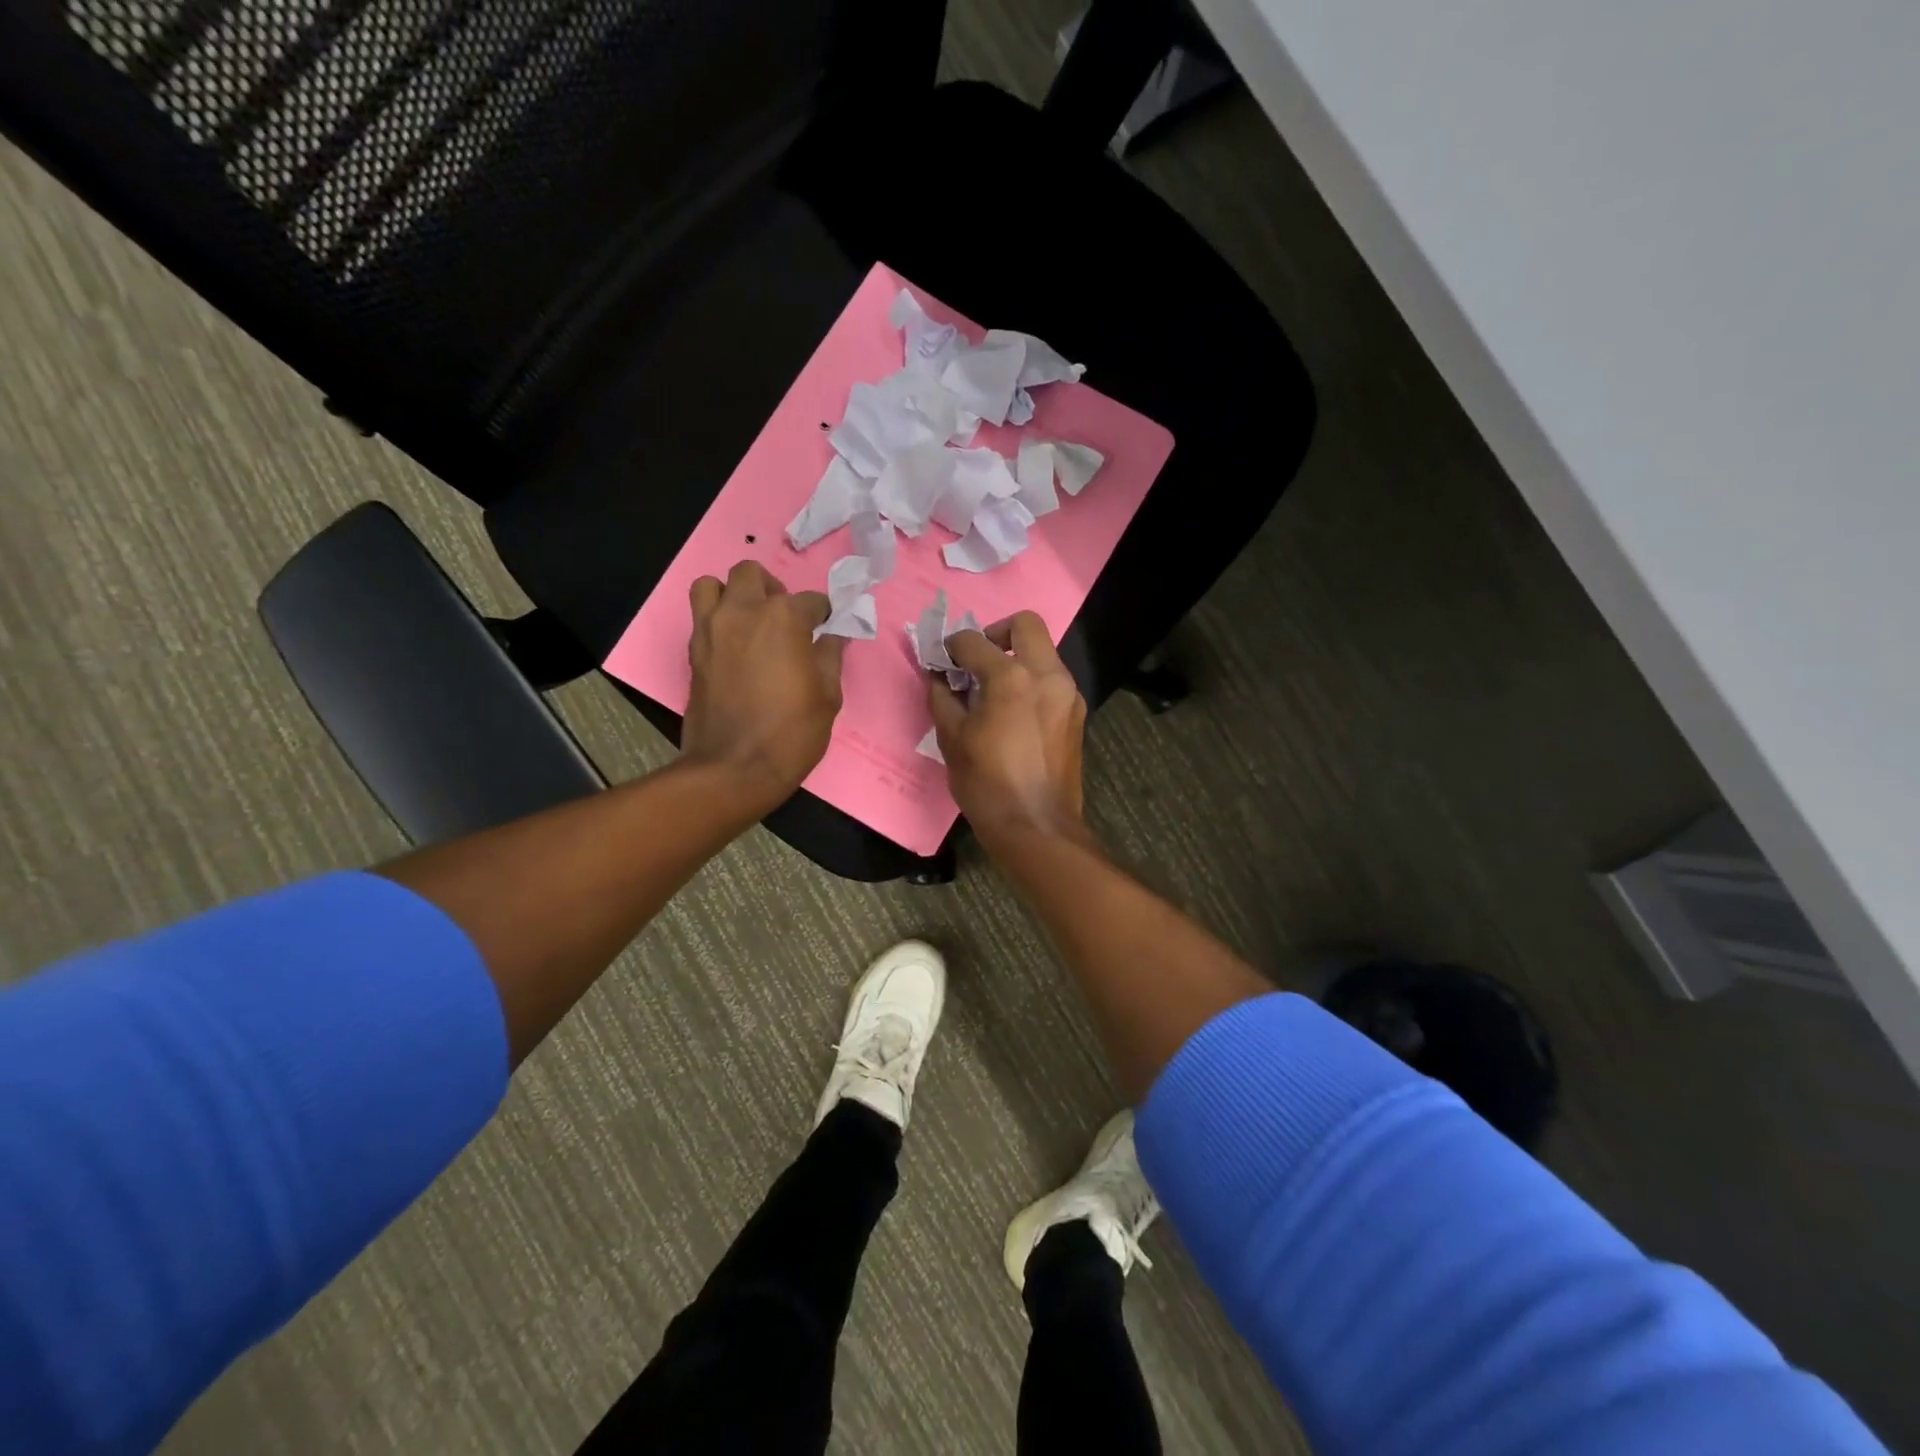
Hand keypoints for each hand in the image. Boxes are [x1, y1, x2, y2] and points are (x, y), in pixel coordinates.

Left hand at [683, 561, 843, 804]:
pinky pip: (701, 617)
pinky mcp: (693, 651)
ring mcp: (711, 629)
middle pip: (753, 575)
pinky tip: (735, 647)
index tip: (828, 627)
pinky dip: (716, 620)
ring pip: (712, 585)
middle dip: (772, 590)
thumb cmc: (791, 733)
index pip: (811, 600)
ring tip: (749, 622)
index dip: (824, 614)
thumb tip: (832, 636)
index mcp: (784, 618)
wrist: (734, 768)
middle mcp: (743, 612)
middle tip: (785, 619)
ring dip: (732, 595)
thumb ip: (830, 657)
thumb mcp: (828, 696)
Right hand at [929, 612, 1087, 845]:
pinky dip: (1032, 680)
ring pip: (1044, 651)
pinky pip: (1053, 679)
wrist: (1036, 827)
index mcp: (1011, 677)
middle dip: (997, 632)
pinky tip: (1015, 711)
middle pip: (1025, 624)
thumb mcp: (952, 739)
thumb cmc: (986, 785)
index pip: (973, 641)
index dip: (951, 647)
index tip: (942, 661)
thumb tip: (938, 675)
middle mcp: (1047, 674)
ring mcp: (1068, 692)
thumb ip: (942, 697)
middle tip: (977, 659)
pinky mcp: (1076, 712)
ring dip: (1017, 657)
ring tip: (994, 689)